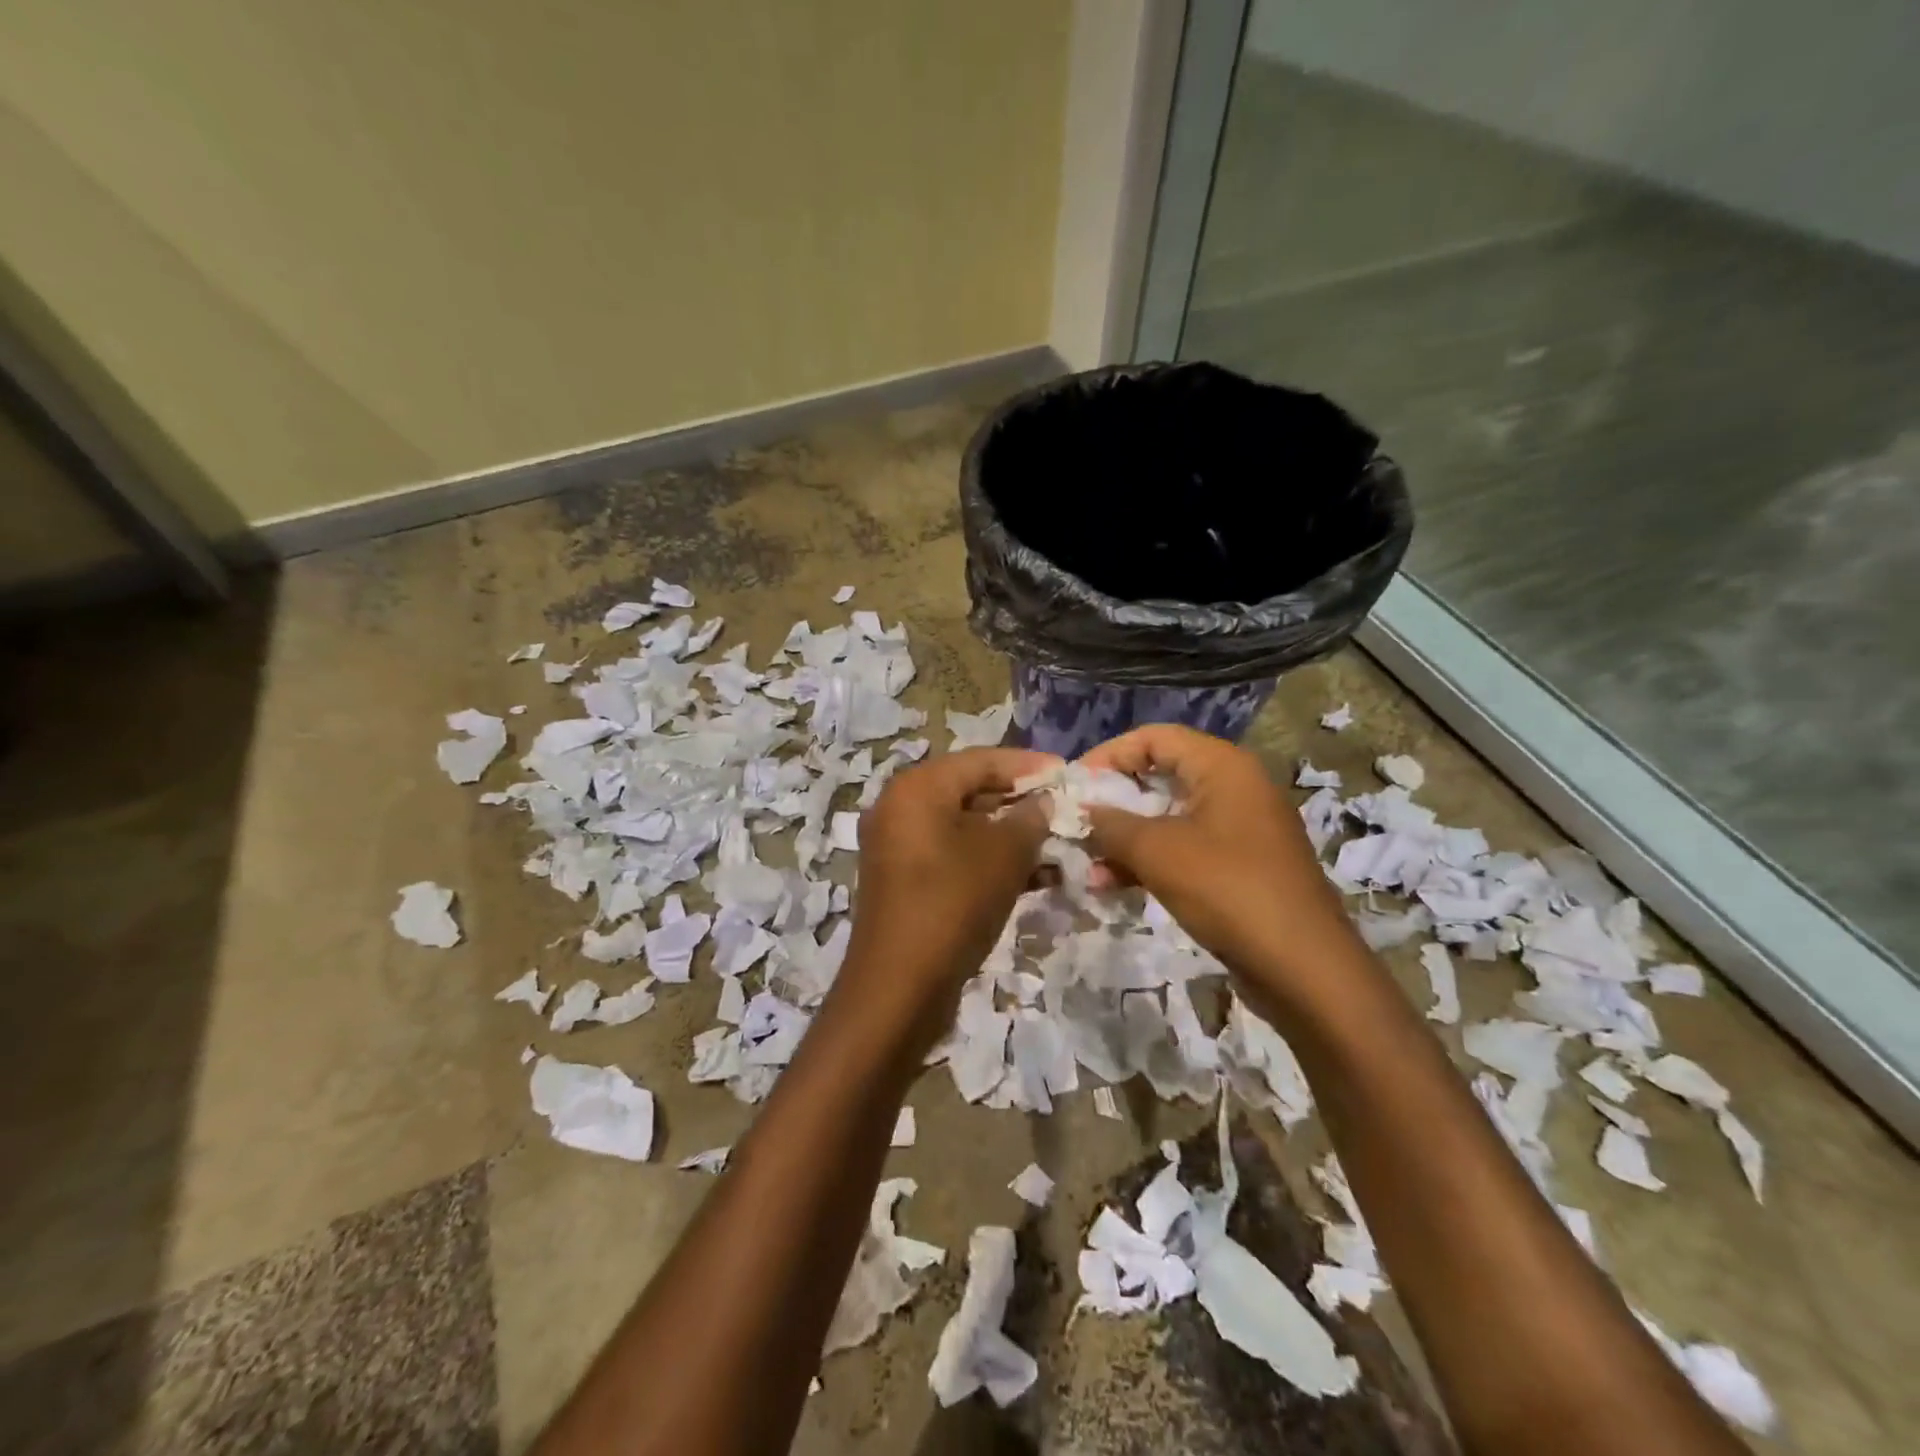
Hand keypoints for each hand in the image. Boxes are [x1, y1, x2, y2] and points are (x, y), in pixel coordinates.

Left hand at [836, 746, 1057, 1055]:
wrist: (899, 987)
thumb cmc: (953, 904)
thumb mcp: (1003, 855)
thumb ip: (1030, 818)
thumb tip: (1043, 802)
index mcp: (917, 788)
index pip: (980, 760)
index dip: (1028, 765)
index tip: (1068, 772)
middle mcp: (901, 808)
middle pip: (970, 791)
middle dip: (1021, 802)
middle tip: (1065, 810)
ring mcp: (899, 847)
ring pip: (965, 827)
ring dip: (1011, 836)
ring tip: (1060, 846)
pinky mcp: (906, 881)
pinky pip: (955, 856)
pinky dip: (990, 860)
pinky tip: (1036, 876)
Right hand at [1080, 725, 1357, 999]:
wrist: (1304, 968)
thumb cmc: (1228, 890)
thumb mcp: (1158, 851)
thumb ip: (1112, 824)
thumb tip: (1084, 810)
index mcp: (1222, 766)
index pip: (1154, 737)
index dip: (1109, 755)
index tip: (1074, 784)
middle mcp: (1234, 787)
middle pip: (1160, 776)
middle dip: (1114, 800)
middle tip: (1077, 822)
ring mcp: (1239, 829)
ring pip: (1168, 818)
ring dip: (1126, 838)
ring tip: (1088, 865)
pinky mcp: (1239, 867)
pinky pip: (1184, 849)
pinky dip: (1150, 862)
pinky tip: (1113, 886)